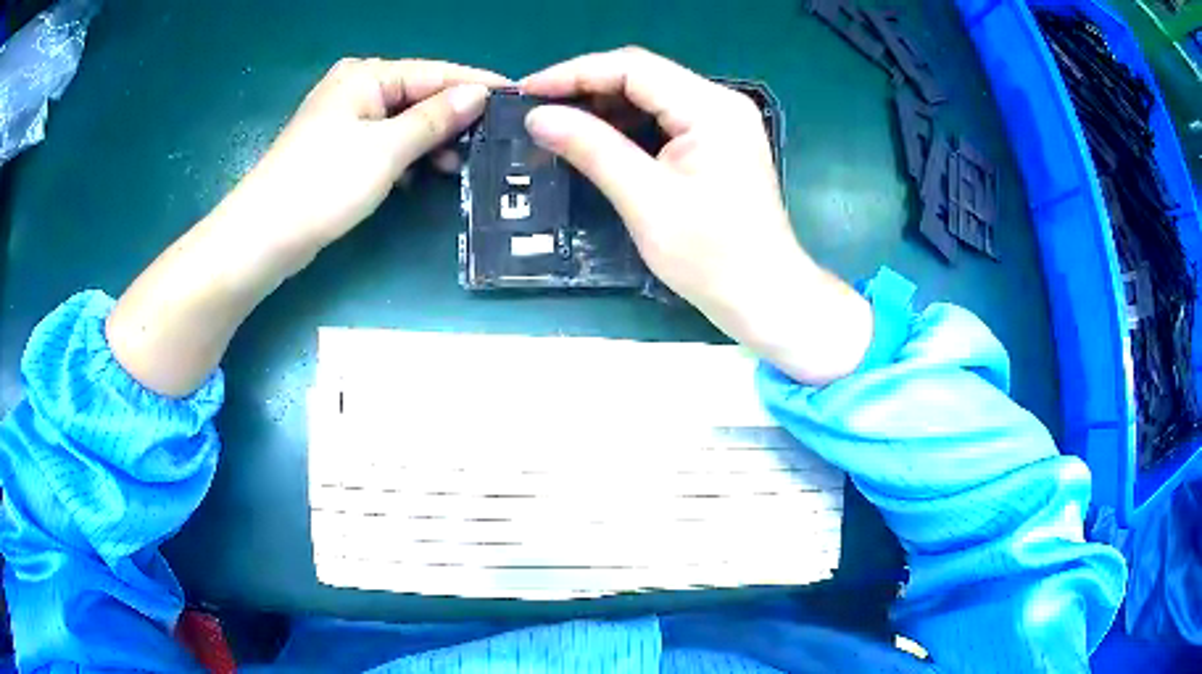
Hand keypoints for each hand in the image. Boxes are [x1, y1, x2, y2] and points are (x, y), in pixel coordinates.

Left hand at [215, 58, 509, 268]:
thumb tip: (478, 94)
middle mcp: (356, 89)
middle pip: (420, 95)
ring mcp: (346, 120)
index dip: (476, 85)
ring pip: (405, 122)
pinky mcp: (340, 149)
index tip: (519, 97)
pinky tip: (425, 175)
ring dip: (432, 142)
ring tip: (463, 165)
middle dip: (454, 118)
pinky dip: (408, 157)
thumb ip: (434, 118)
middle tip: (495, 140)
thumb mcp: (385, 150)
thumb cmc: (322, 185)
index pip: (434, 73)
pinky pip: (387, 143)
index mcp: (366, 76)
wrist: (262, 238)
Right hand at [521, 47, 871, 384]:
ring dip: (603, 105)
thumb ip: (593, 149)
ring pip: (650, 94)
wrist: (764, 296)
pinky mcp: (717, 142)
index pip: (633, 68)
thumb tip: (539, 117)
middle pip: (642, 74)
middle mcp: (719, 102)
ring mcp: (721, 121)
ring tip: (558, 123)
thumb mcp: (646, 201)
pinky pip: (663, 117)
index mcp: (710, 108)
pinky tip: (596, 138)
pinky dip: (626, 123)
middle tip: (538, 109)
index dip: (574, 74)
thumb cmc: (712, 256)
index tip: (527, 91)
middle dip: (586, 86)